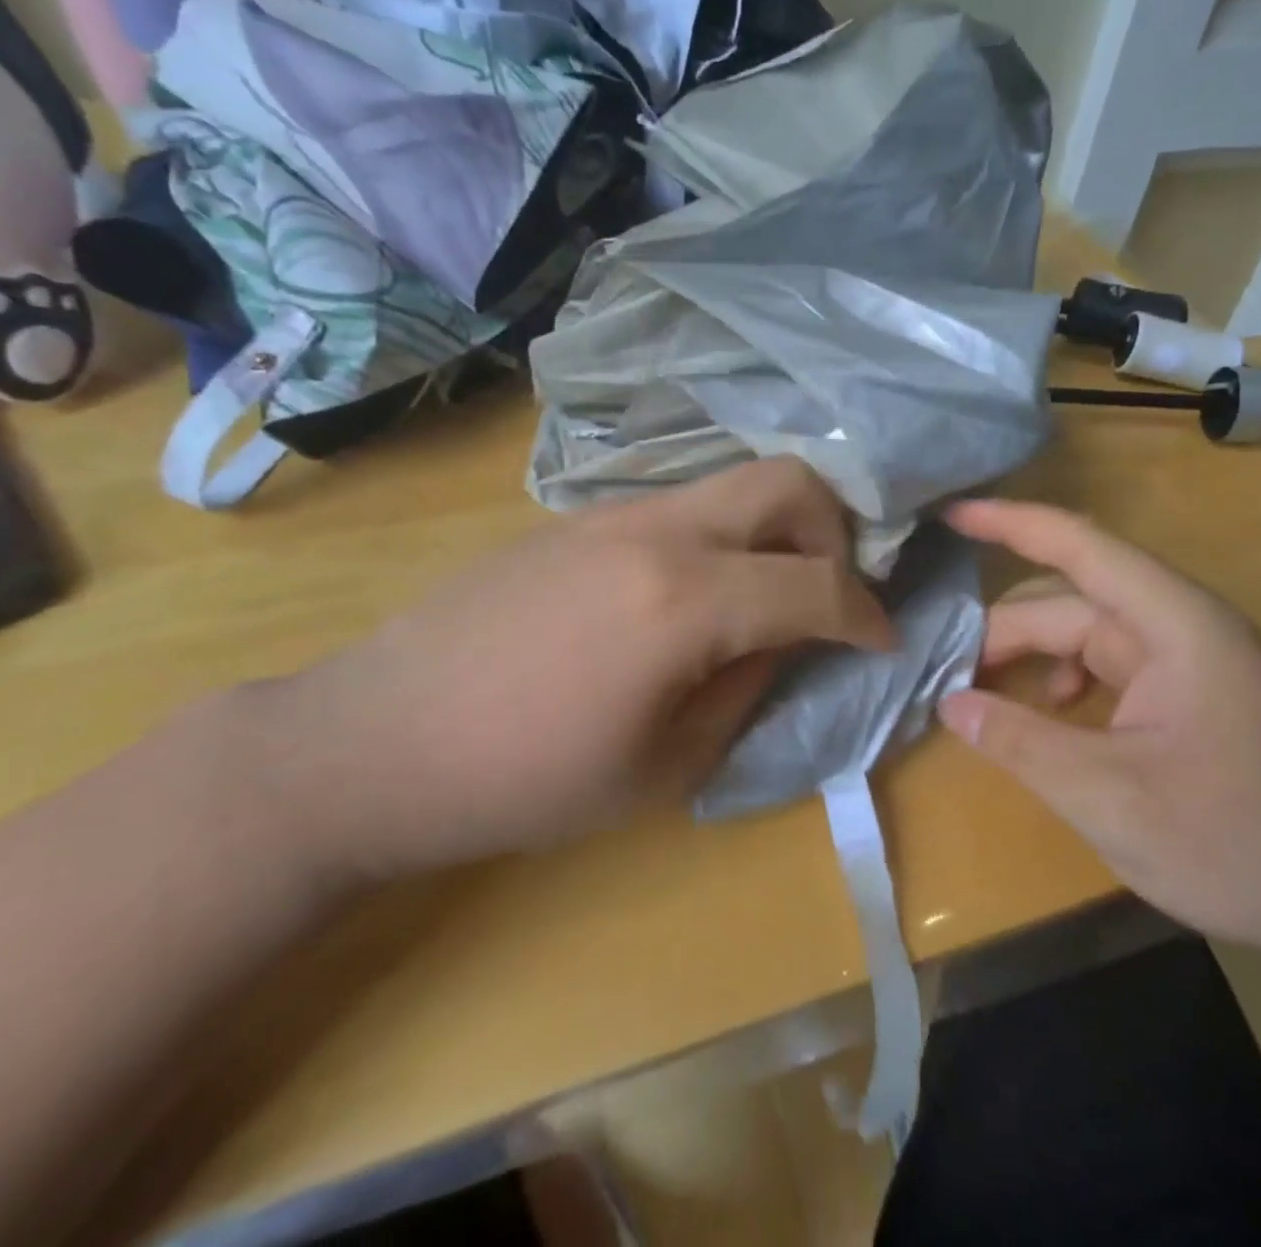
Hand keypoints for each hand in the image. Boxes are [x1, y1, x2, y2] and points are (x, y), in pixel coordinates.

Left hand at [233, 459, 892, 887]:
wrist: (378, 739)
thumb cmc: (524, 780)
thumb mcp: (664, 765)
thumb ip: (749, 689)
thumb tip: (792, 643)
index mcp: (685, 599)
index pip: (817, 584)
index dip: (866, 615)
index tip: (882, 641)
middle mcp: (658, 529)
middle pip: (787, 481)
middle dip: (834, 532)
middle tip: (827, 594)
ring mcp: (613, 511)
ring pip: (732, 485)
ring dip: (775, 530)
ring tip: (766, 598)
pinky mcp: (578, 517)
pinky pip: (682, 505)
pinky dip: (721, 536)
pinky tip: (694, 596)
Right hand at [937, 499, 1260, 969]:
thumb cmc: (1237, 843)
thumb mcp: (1109, 796)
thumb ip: (1020, 742)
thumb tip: (949, 702)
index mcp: (1175, 624)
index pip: (1079, 546)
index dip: (1009, 522)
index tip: (948, 514)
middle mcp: (1181, 627)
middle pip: (1070, 600)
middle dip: (1004, 628)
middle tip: (946, 670)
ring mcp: (1187, 662)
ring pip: (1084, 634)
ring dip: (1030, 656)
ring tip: (982, 695)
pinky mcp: (1188, 696)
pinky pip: (1107, 666)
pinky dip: (1063, 681)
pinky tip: (1049, 717)